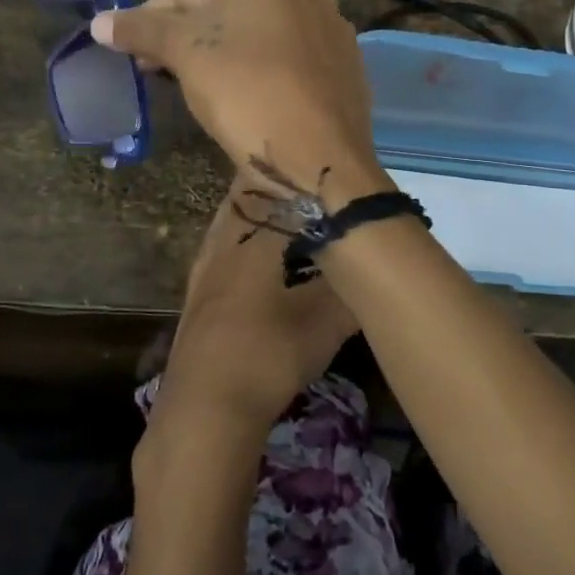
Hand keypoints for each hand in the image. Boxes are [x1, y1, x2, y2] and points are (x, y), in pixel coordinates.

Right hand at [90, 0, 386, 208]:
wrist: (322, 155)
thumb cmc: (246, 92)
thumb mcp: (185, 56)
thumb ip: (142, 31)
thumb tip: (99, 21)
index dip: (151, 24)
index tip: (137, 59)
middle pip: (223, 9)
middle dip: (190, 39)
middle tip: (167, 76)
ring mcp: (330, 23)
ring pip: (258, 34)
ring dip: (226, 55)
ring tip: (209, 92)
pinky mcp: (344, 61)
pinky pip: (289, 58)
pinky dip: (264, 71)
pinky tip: (254, 101)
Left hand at [142, 170, 359, 459]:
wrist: (206, 407)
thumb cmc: (271, 353)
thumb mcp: (329, 322)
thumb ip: (355, 288)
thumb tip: (378, 265)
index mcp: (257, 236)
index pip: (280, 185)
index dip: (302, 173)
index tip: (326, 167)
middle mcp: (226, 239)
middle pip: (249, 195)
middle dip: (278, 187)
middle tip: (310, 186)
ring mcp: (205, 265)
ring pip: (232, 220)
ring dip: (258, 212)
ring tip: (287, 214)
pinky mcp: (197, 291)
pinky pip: (223, 245)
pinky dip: (243, 239)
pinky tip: (258, 258)